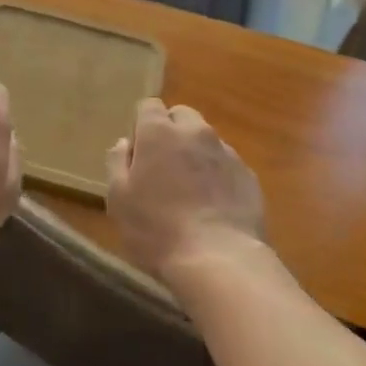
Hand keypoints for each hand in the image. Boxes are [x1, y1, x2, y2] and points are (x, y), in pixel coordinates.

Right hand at [106, 98, 265, 281]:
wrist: (219, 259)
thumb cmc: (157, 229)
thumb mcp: (119, 199)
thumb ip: (117, 163)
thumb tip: (125, 142)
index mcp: (159, 132)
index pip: (148, 105)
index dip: (141, 125)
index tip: (138, 152)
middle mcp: (195, 132)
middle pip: (181, 115)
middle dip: (171, 131)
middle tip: (163, 167)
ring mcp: (226, 152)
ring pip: (206, 139)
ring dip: (195, 153)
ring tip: (190, 189)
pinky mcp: (248, 175)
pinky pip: (227, 164)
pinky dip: (217, 175)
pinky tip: (213, 205)